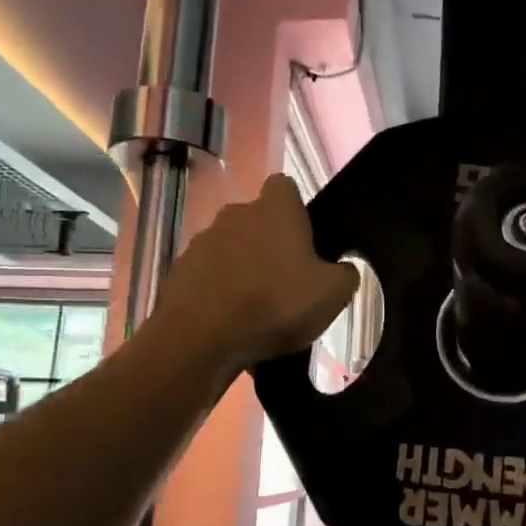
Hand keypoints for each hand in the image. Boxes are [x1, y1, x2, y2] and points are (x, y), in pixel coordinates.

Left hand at [159, 175, 358, 372]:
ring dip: (242, 269)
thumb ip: (345, 275)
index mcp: (275, 209)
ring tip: (256, 309)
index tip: (305, 240)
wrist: (202, 337)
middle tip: (286, 281)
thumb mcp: (333, 295)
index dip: (296, 210)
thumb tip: (343, 269)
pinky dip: (218, 292)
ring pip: (231, 248)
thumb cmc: (275, 304)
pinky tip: (229, 323)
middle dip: (269, 244)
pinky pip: (208, 276)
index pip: (285, 188)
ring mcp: (202, 241)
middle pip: (257, 220)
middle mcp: (235, 214)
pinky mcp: (179, 271)